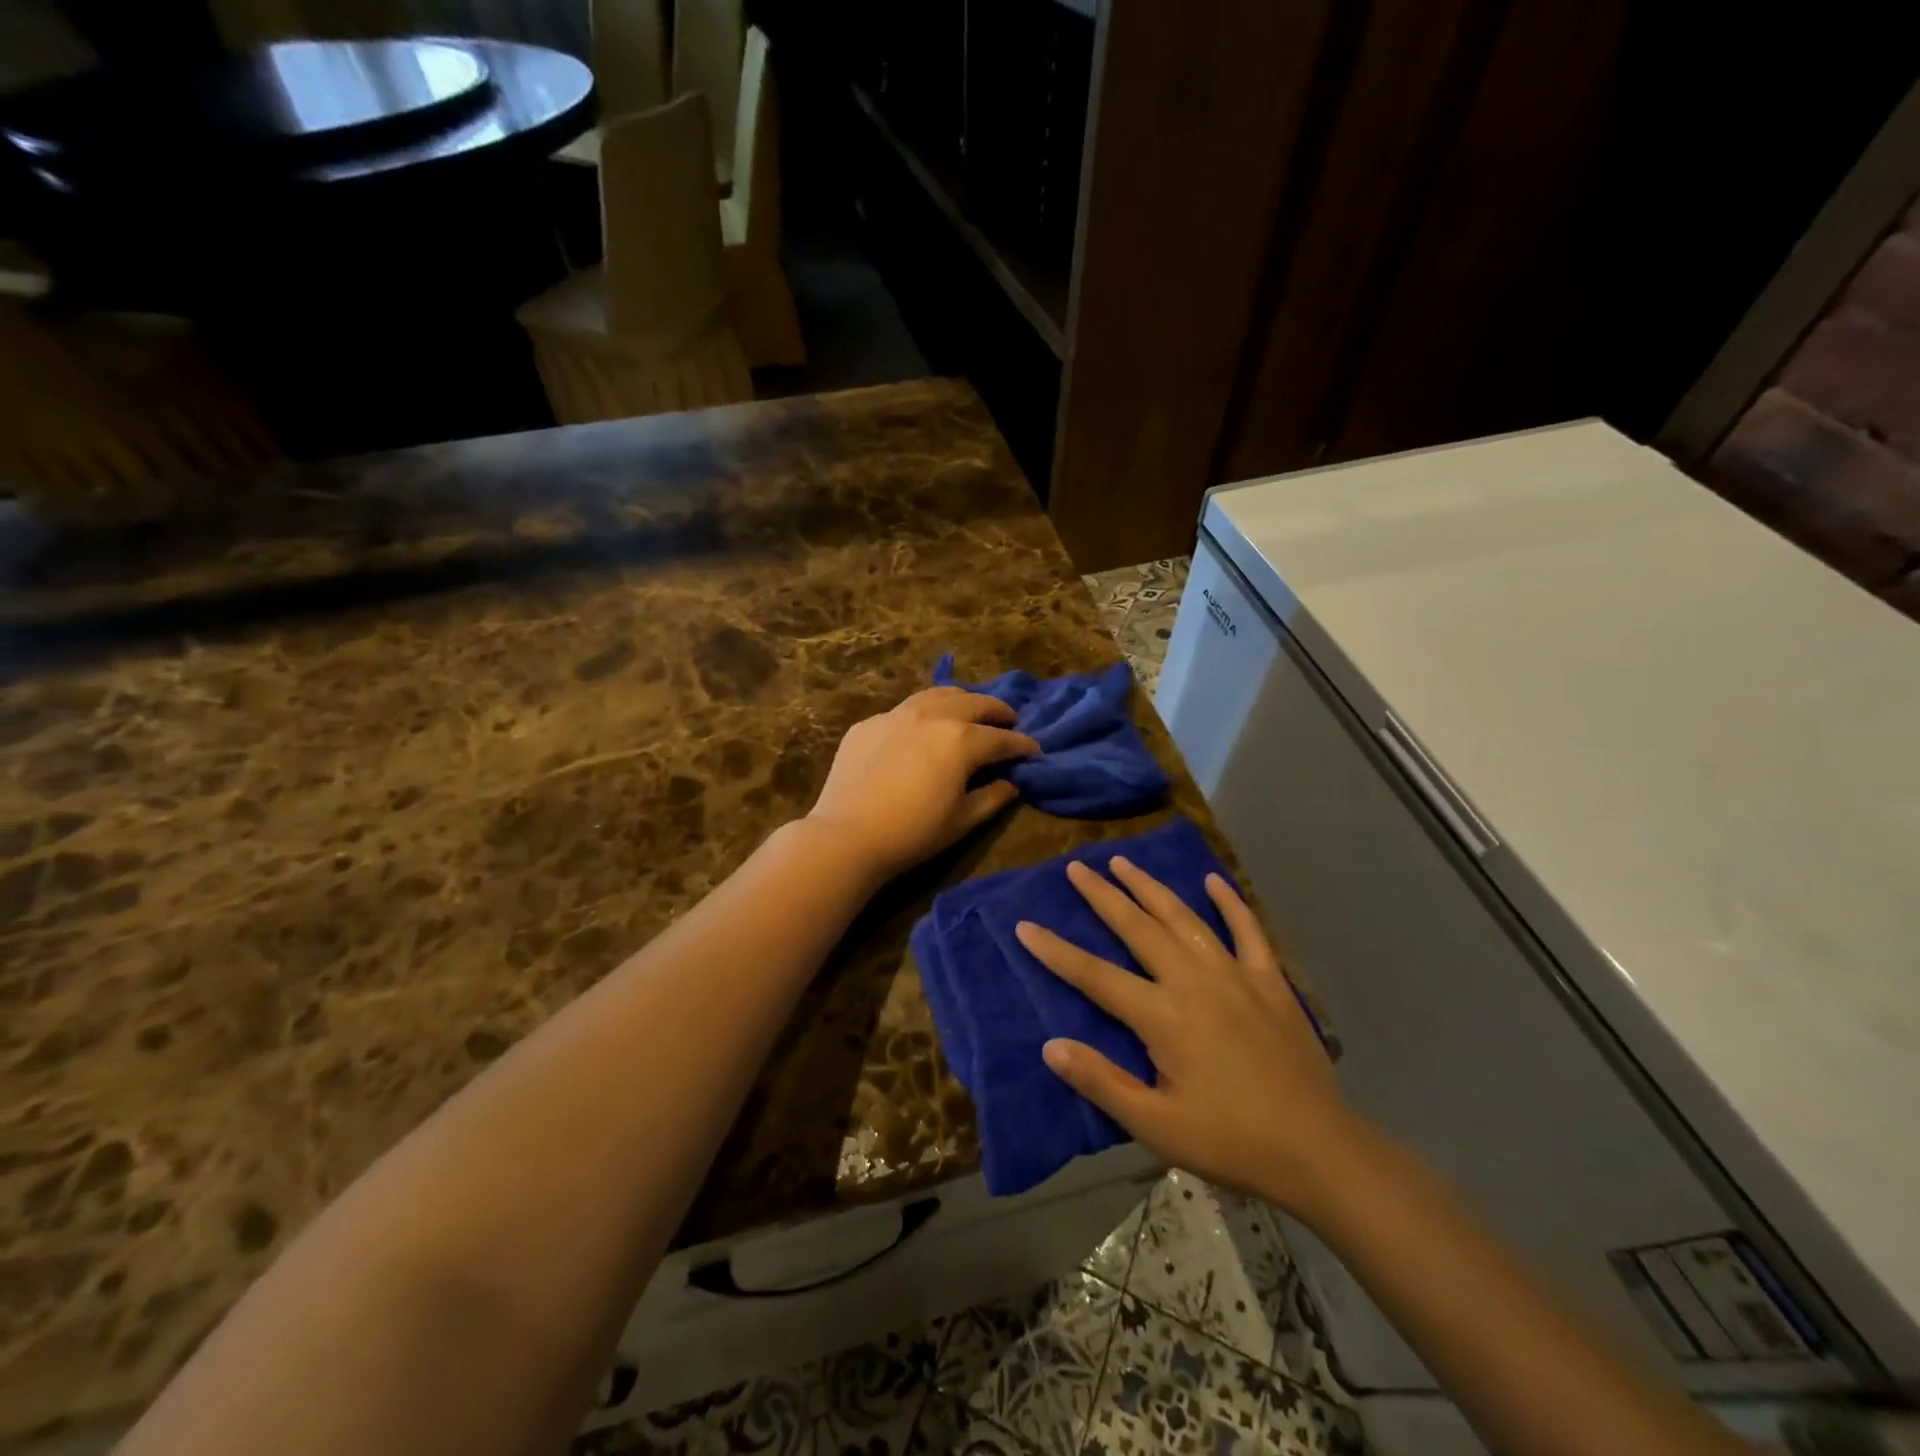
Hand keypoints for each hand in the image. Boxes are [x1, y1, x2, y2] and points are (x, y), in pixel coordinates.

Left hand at [806, 687, 1040, 881]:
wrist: (847, 835)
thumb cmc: (913, 833)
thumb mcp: (962, 820)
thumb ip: (992, 797)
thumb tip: (1011, 783)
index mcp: (961, 740)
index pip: (1001, 738)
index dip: (1022, 744)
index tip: (1034, 750)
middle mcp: (932, 716)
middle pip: (973, 703)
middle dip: (996, 711)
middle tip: (1009, 720)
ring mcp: (896, 716)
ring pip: (936, 695)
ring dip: (961, 700)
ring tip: (970, 708)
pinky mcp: (868, 724)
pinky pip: (903, 710)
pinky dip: (923, 713)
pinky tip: (922, 726)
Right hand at [1016, 858, 1356, 1216]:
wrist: (1317, 1149)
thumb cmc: (1230, 1140)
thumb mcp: (1156, 1125)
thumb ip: (1101, 1082)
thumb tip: (1051, 1045)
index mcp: (1162, 1016)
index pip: (1094, 975)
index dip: (1055, 951)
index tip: (1024, 925)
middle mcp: (1193, 981)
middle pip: (1137, 928)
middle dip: (1103, 895)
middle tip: (1077, 866)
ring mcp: (1234, 974)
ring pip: (1184, 917)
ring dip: (1150, 887)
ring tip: (1124, 861)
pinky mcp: (1269, 980)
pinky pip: (1247, 930)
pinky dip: (1230, 902)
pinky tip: (1213, 879)